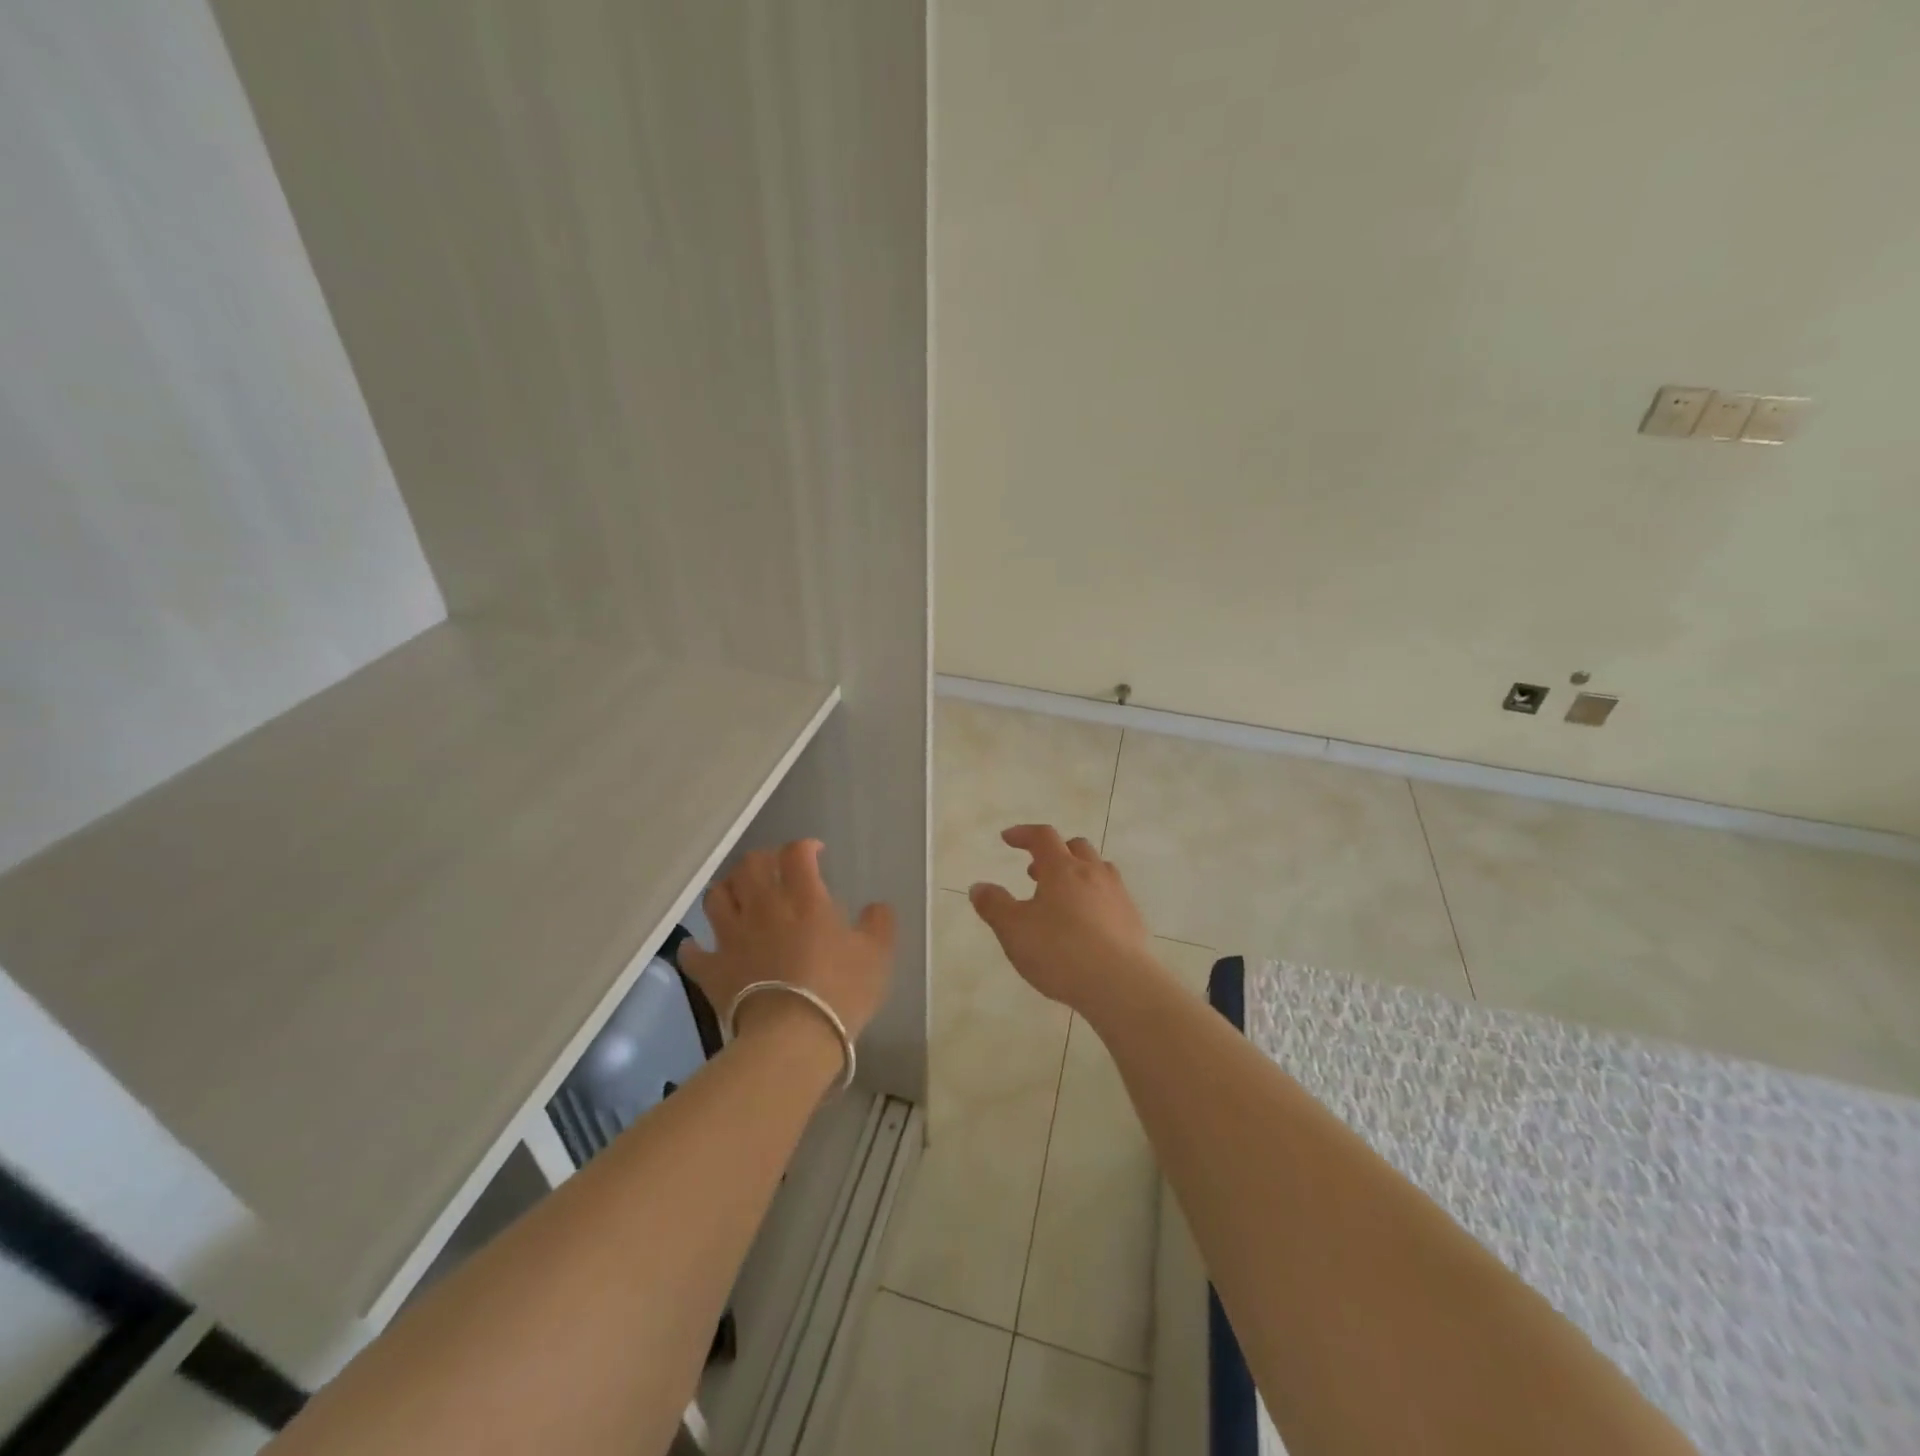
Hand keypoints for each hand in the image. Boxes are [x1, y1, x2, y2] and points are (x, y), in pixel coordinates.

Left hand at [680, 841, 894, 1047]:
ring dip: (728, 890)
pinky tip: (704, 947)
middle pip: (750, 865)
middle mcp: (763, 907)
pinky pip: (693, 952)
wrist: (792, 1037)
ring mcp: (732, 937)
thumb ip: (879, 923)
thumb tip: (876, 907)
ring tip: (740, 898)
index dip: (805, 846)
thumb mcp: (877, 954)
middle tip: (776, 872)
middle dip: (763, 861)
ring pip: (716, 896)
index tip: (815, 854)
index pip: (796, 853)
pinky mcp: (712, 969)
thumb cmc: (839, 991)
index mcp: (804, 898)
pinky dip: (696, 946)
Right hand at [968, 825, 1160, 1013]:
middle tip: (1035, 872)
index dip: (1023, 833)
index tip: (1008, 838)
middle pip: (1076, 847)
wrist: (1121, 984)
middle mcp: (1093, 873)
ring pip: (1099, 869)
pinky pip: (1112, 895)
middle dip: (1054, 852)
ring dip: (1078, 873)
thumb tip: (979, 887)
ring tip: (1063, 897)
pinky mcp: (1133, 919)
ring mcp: (1118, 895)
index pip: (1042, 837)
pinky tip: (1088, 924)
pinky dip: (1095, 897)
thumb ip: (994, 906)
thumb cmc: (1060, 952)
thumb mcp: (1014, 930)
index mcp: (1062, 869)